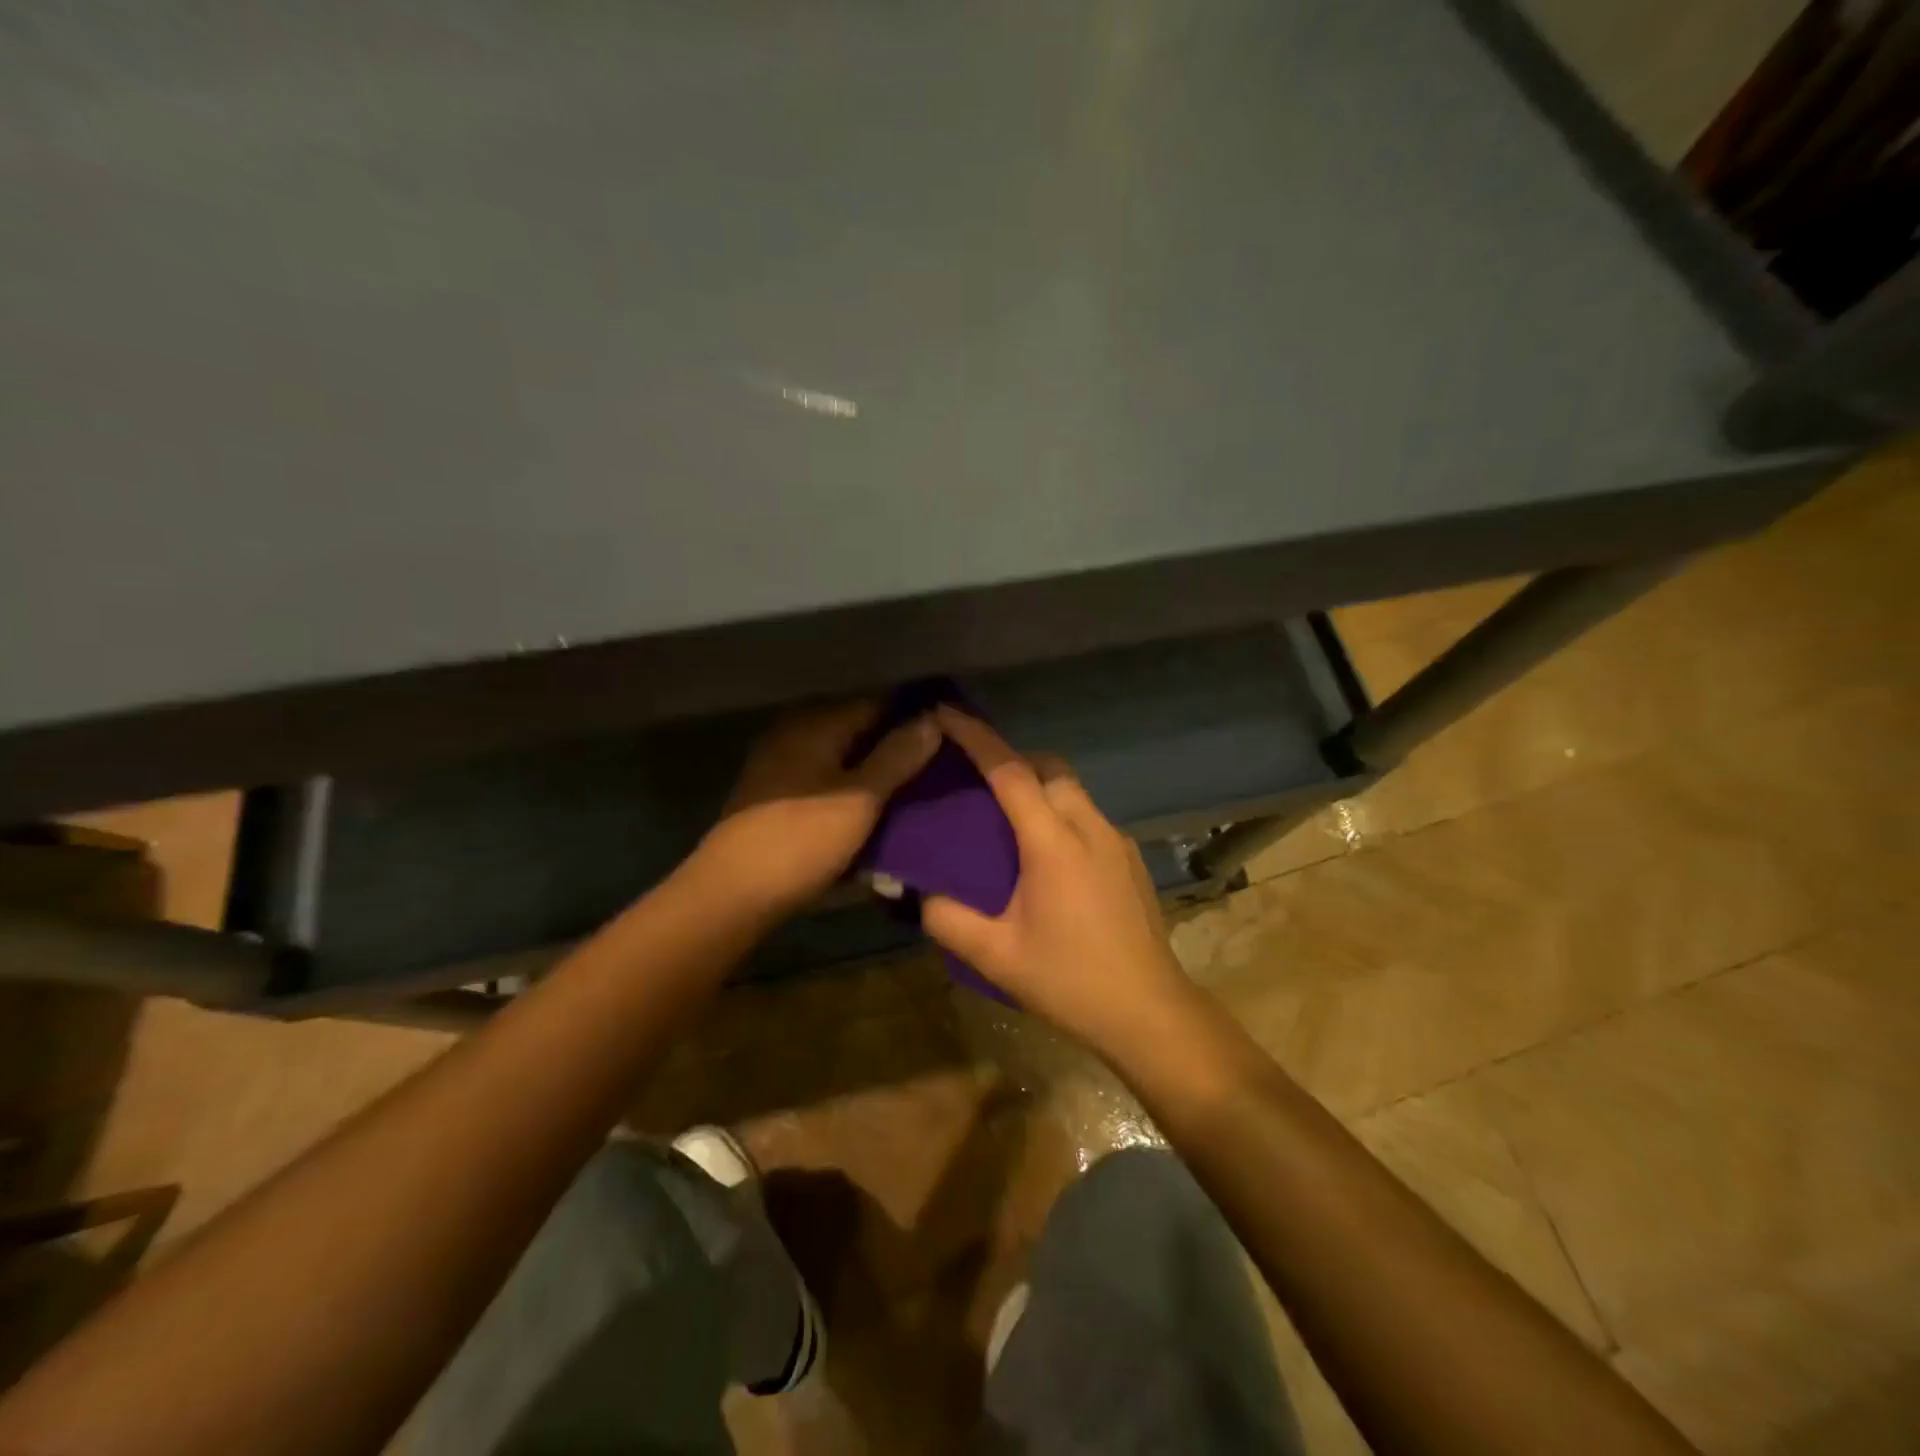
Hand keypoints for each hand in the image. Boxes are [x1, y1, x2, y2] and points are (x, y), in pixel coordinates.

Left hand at [694, 700, 939, 921]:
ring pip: (844, 755)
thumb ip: (897, 756)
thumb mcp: (860, 799)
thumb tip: (933, 718)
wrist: (733, 893)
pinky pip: (826, 777)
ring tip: (916, 786)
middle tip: (940, 764)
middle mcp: (796, 732)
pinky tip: (875, 806)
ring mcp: (782, 763)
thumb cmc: (801, 840)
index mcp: (816, 723)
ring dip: (876, 768)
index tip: (951, 732)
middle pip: (860, 728)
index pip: (877, 702)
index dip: (915, 715)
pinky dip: (852, 786)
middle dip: (898, 744)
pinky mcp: (777, 794)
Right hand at [922, 706, 1196, 1060]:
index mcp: (1053, 841)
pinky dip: (1062, 814)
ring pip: (1073, 790)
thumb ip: (947, 919)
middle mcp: (1089, 826)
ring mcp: (1117, 840)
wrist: (1149, 1012)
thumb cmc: (1070, 980)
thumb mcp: (996, 956)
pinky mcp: (1131, 859)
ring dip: (1040, 788)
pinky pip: (1089, 816)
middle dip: (1012, 761)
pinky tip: (1049, 858)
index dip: (976, 737)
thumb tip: (919, 894)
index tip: (946, 713)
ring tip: (1008, 821)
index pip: (1010, 771)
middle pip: (1048, 768)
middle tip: (977, 784)